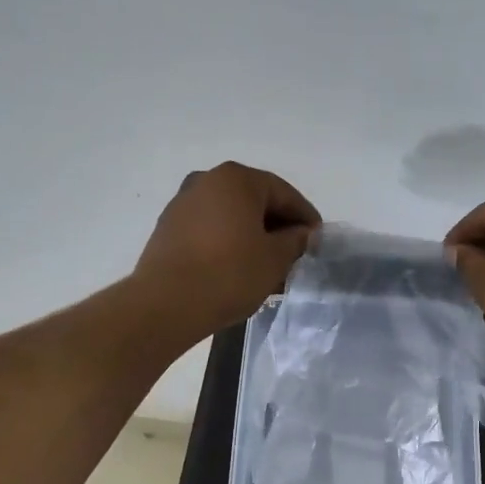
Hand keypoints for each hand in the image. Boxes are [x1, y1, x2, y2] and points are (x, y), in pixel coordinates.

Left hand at [132, 162, 319, 340]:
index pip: (283, 193)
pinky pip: (210, 230)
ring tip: (269, 268)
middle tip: (296, 255)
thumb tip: (303, 234)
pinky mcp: (168, 229)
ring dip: (253, 238)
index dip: (305, 217)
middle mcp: (207, 181)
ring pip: (231, 217)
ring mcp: (183, 203)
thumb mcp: (275, 259)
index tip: (318, 240)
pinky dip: (230, 244)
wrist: (166, 304)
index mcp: (236, 179)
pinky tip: (240, 270)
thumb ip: (295, 241)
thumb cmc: (229, 274)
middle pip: (255, 202)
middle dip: (278, 228)